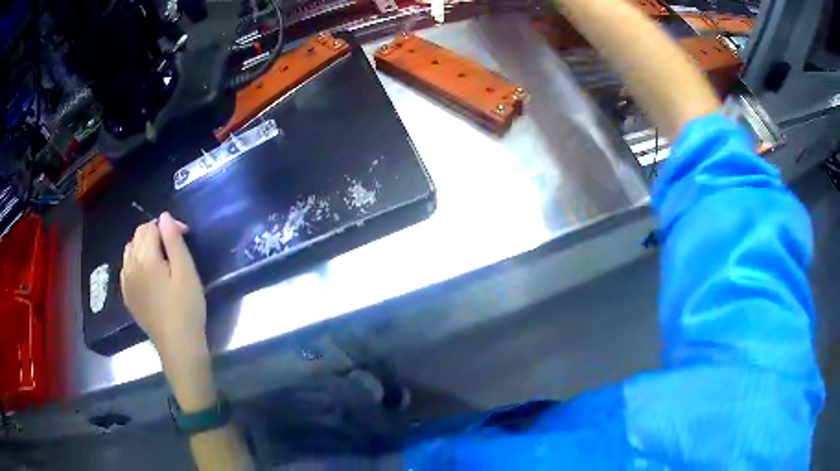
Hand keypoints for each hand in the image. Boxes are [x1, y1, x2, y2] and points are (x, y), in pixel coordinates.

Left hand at [120, 212, 206, 363]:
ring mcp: (126, 282)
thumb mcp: (186, 272)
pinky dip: (135, 262)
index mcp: (145, 258)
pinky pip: (126, 268)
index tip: (185, 236)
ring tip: (161, 258)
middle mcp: (130, 266)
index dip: (169, 226)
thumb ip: (173, 241)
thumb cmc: (186, 308)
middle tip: (175, 246)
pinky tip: (147, 274)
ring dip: (144, 246)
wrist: (178, 346)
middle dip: (155, 233)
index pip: (151, 226)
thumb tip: (164, 217)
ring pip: (130, 250)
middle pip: (138, 235)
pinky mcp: (127, 296)